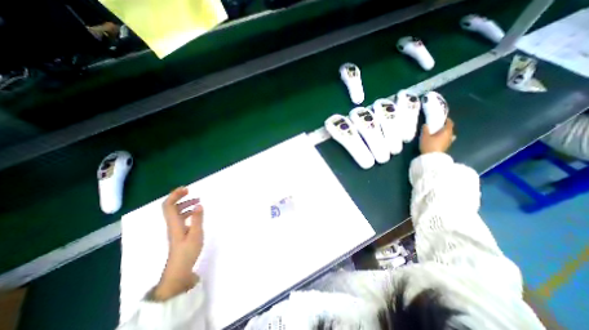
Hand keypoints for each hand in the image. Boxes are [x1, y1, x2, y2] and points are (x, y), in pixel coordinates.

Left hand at [152, 187, 204, 299]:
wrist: (179, 270)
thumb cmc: (187, 251)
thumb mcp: (196, 234)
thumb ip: (197, 219)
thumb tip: (198, 204)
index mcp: (174, 223)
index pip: (168, 205)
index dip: (174, 195)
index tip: (186, 189)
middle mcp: (172, 224)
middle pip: (171, 207)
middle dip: (180, 198)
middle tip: (191, 192)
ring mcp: (175, 229)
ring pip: (176, 213)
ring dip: (185, 204)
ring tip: (197, 201)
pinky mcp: (179, 233)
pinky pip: (180, 218)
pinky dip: (187, 212)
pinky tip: (195, 214)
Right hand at [418, 118, 454, 154]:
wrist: (431, 157)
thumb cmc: (429, 144)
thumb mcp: (424, 136)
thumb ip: (425, 129)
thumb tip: (426, 125)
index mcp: (446, 131)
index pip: (449, 124)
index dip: (447, 120)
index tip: (444, 118)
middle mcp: (449, 136)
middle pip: (450, 129)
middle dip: (446, 127)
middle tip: (440, 125)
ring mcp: (448, 142)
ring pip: (449, 135)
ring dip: (445, 133)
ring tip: (440, 132)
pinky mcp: (446, 147)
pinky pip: (447, 140)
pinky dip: (444, 138)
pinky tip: (441, 139)